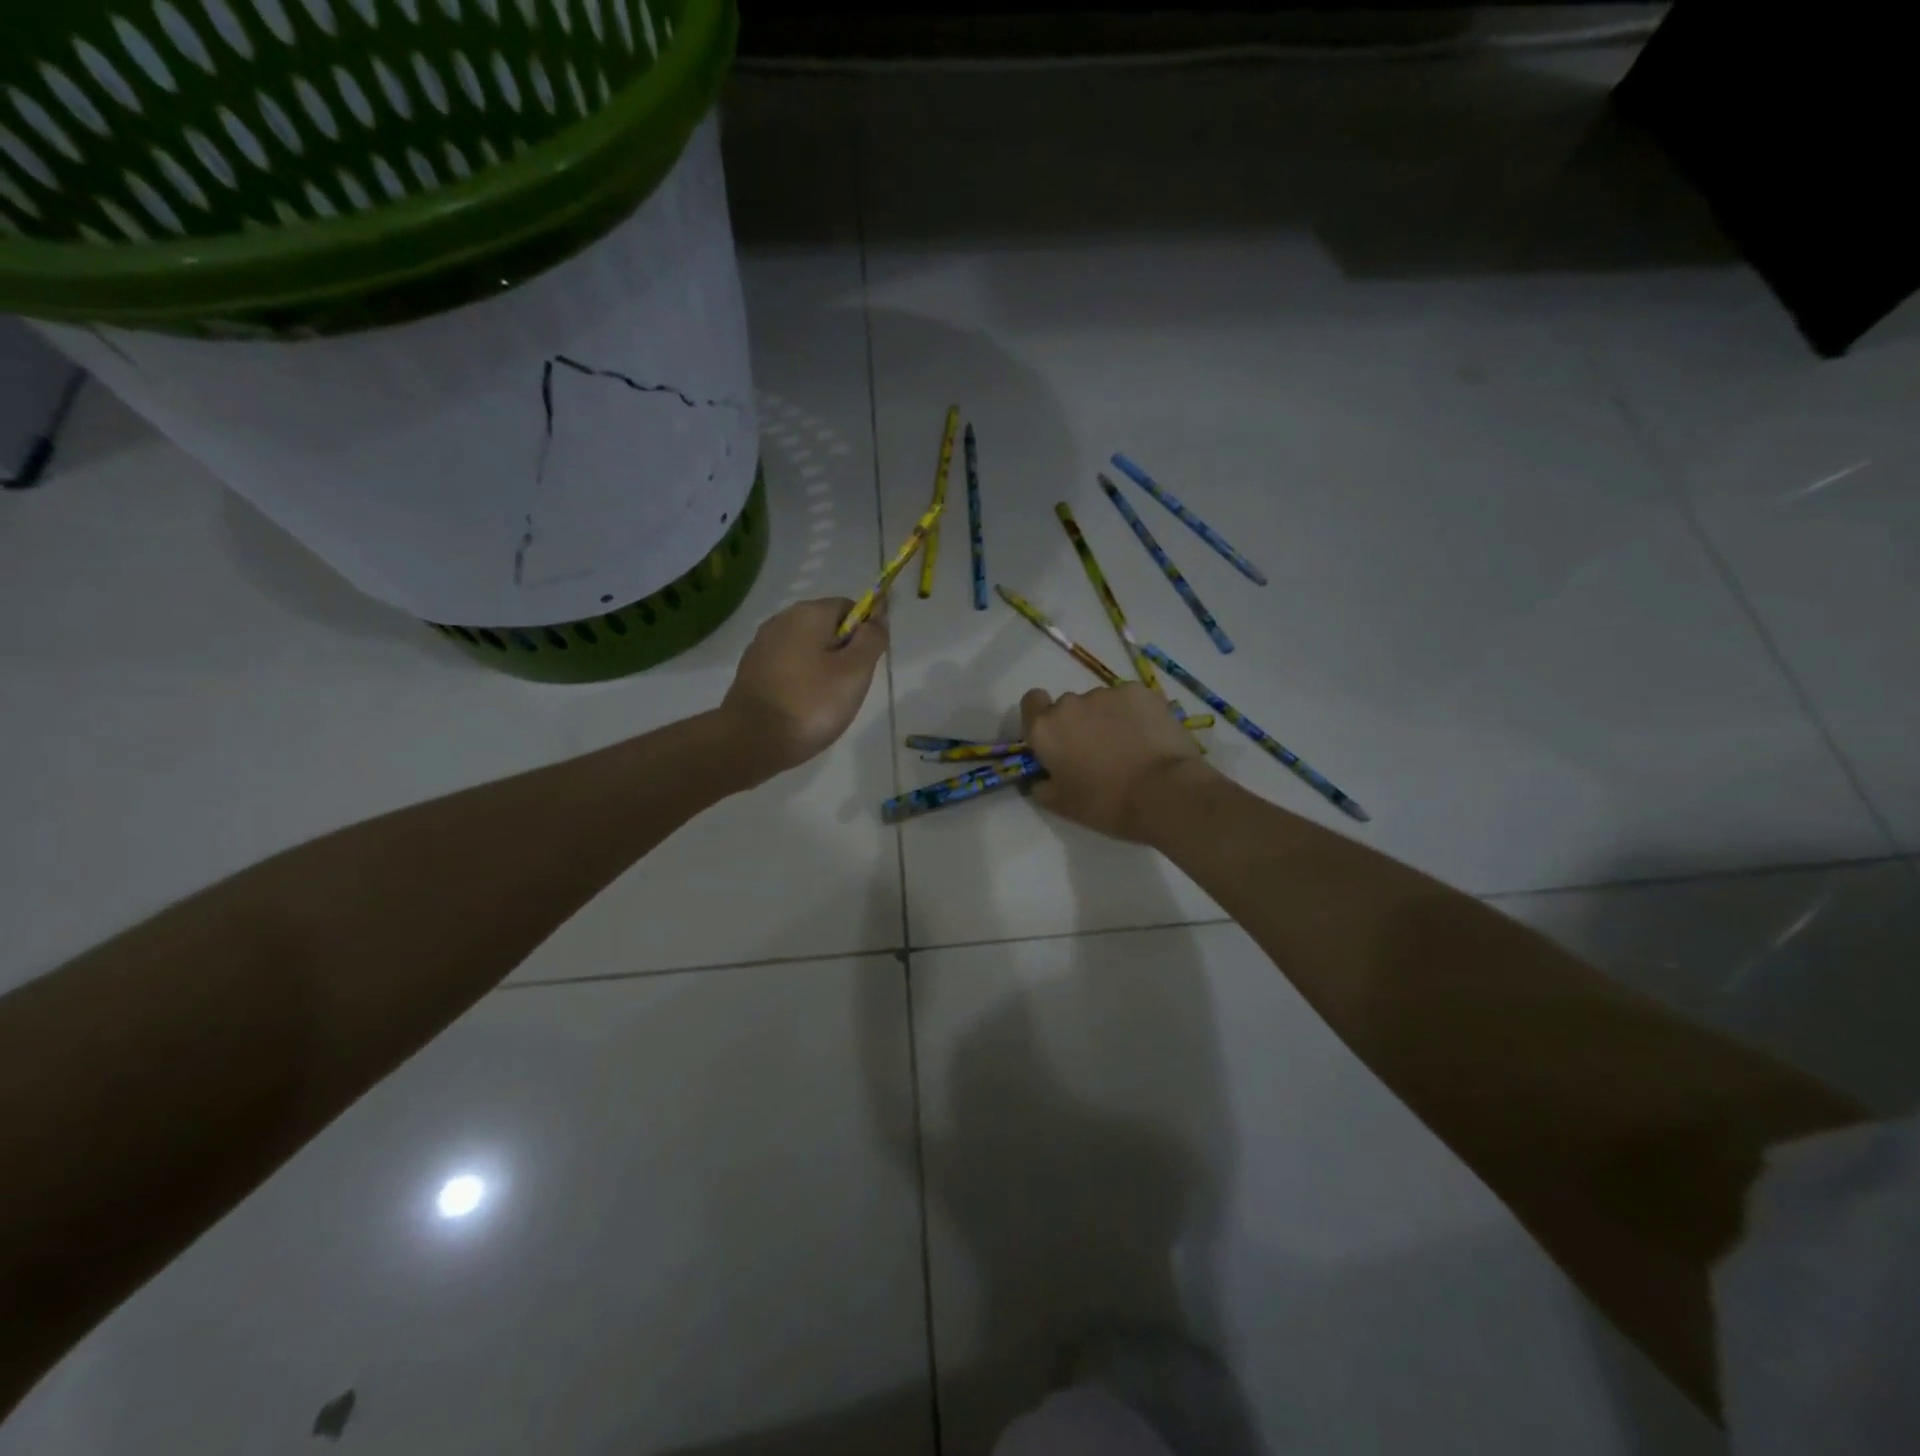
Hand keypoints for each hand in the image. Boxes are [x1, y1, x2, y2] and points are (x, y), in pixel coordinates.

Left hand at [720, 599, 887, 778]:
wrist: (751, 740)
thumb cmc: (811, 703)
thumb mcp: (855, 671)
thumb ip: (872, 639)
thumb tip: (878, 615)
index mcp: (808, 613)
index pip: (849, 607)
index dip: (865, 632)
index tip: (865, 665)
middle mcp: (781, 620)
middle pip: (826, 627)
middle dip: (843, 653)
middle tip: (848, 688)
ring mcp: (762, 645)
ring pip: (807, 649)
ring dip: (822, 669)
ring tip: (825, 702)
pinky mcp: (751, 670)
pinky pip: (787, 667)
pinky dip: (800, 681)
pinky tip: (802, 706)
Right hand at [1020, 684, 1211, 841]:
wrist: (1164, 792)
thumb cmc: (1106, 803)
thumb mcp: (1062, 805)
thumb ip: (1042, 786)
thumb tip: (1041, 778)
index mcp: (1045, 729)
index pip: (1032, 702)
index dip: (1042, 716)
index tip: (1057, 737)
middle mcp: (1070, 703)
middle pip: (1069, 707)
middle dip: (1080, 724)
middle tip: (1099, 753)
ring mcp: (1107, 693)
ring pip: (1102, 703)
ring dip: (1109, 719)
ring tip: (1131, 748)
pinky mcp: (1140, 691)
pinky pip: (1131, 701)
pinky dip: (1136, 715)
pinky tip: (1151, 738)